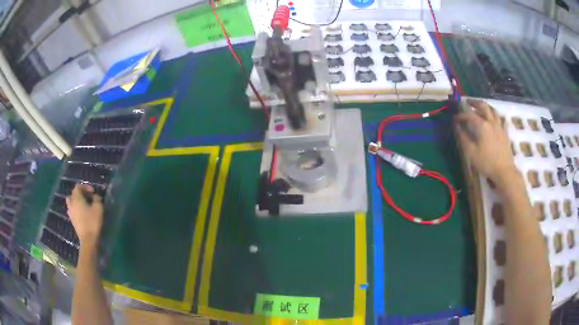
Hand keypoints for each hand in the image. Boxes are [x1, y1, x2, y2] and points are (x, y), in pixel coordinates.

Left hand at [66, 184, 103, 245]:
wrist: (88, 240)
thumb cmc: (92, 222)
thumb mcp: (98, 208)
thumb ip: (97, 199)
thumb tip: (95, 196)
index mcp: (77, 198)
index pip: (78, 186)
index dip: (85, 186)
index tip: (93, 192)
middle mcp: (71, 203)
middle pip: (73, 193)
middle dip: (80, 193)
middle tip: (88, 197)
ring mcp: (70, 212)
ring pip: (71, 202)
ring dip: (77, 201)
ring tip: (84, 205)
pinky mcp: (72, 220)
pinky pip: (72, 210)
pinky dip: (76, 209)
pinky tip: (82, 213)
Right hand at [454, 99, 517, 182]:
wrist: (504, 171)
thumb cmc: (487, 163)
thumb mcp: (471, 153)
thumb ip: (463, 138)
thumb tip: (457, 126)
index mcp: (482, 125)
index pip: (469, 115)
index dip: (461, 115)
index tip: (455, 118)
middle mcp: (491, 122)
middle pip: (483, 106)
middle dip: (474, 103)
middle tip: (467, 102)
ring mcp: (499, 126)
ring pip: (493, 110)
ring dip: (485, 106)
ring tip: (480, 107)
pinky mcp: (505, 132)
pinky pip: (500, 119)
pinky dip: (494, 115)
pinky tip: (493, 119)